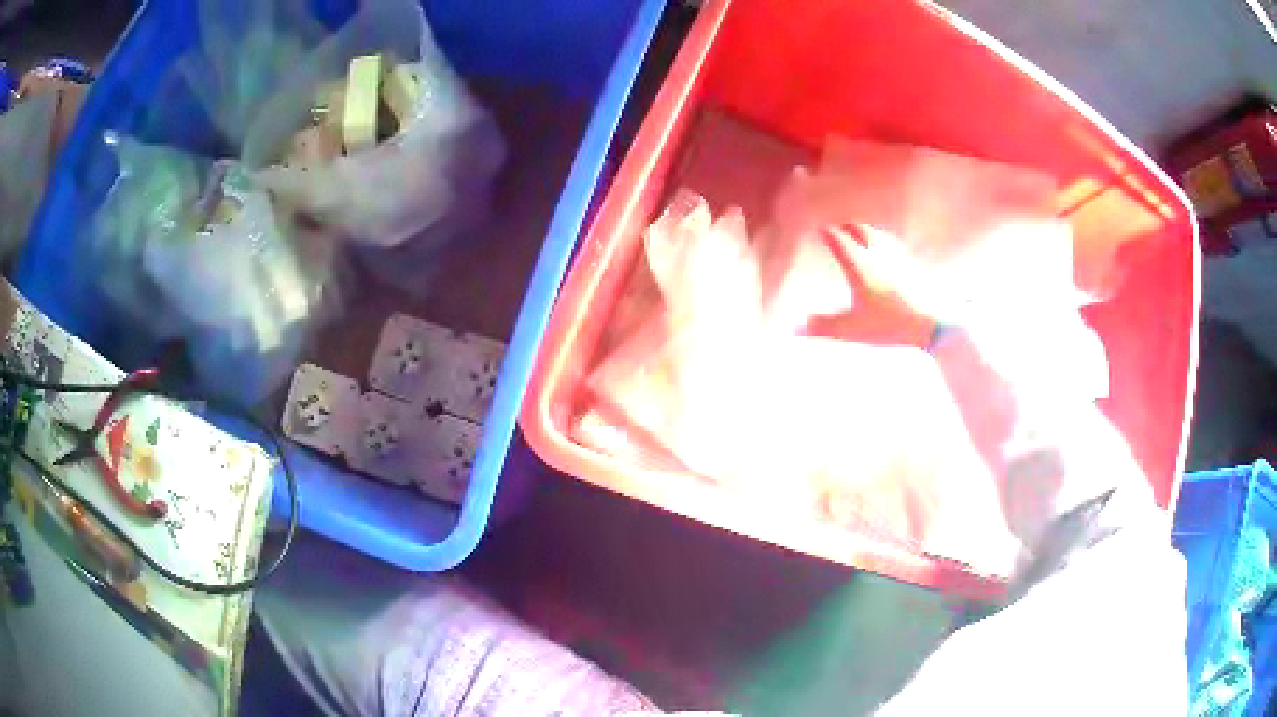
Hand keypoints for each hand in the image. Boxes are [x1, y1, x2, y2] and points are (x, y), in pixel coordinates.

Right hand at [806, 223, 937, 347]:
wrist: (933, 323)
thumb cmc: (890, 324)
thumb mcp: (853, 329)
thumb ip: (823, 326)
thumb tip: (793, 328)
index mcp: (860, 266)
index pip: (838, 240)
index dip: (825, 233)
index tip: (816, 228)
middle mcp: (877, 254)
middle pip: (859, 230)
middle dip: (846, 226)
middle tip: (837, 227)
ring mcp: (898, 257)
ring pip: (878, 235)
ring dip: (865, 231)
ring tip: (860, 234)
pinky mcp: (914, 265)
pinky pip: (894, 245)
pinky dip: (884, 243)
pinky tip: (888, 252)